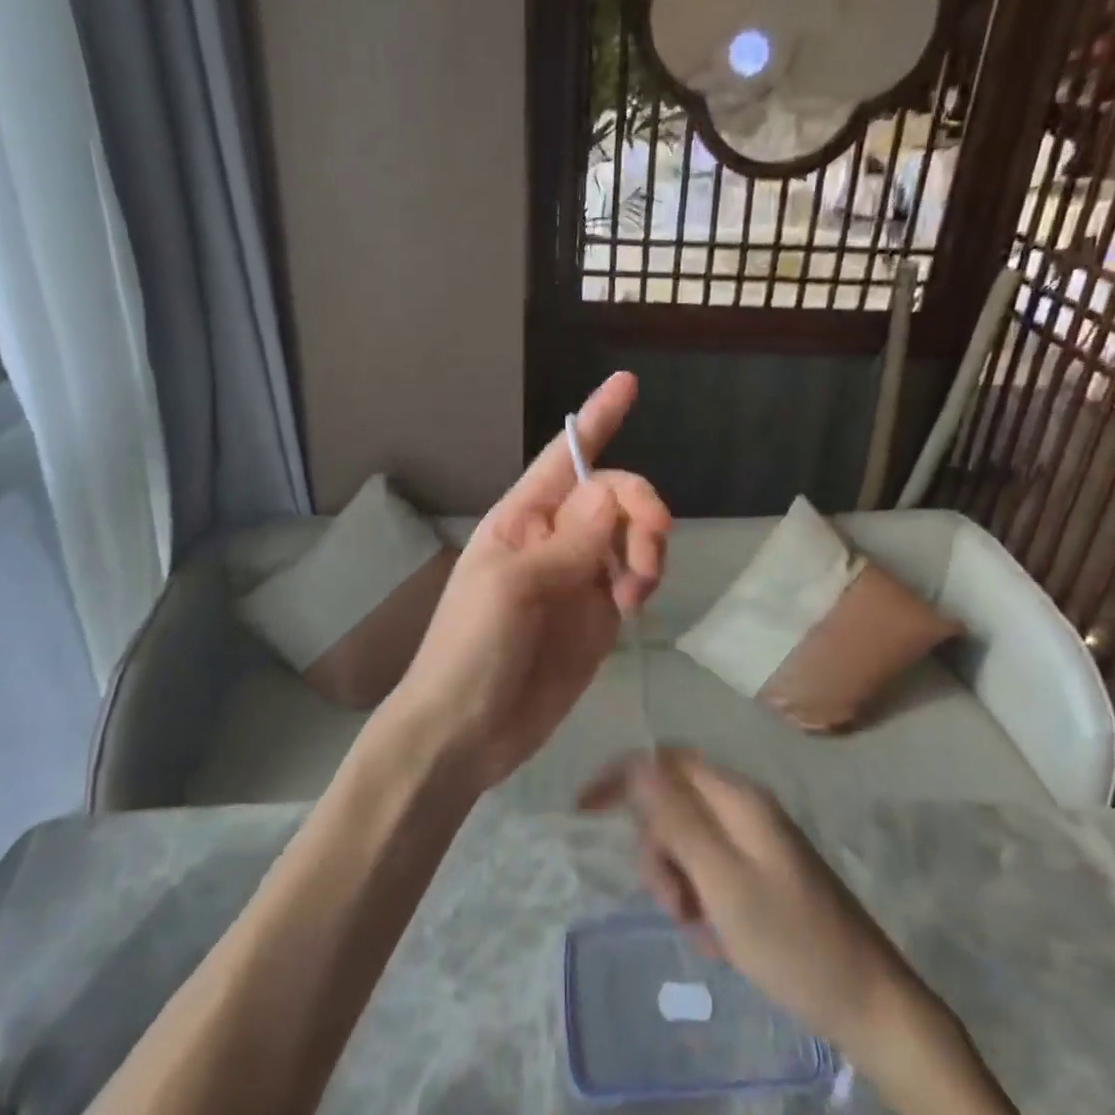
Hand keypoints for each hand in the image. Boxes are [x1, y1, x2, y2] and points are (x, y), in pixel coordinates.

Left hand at [391, 374, 669, 791]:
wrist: (467, 731)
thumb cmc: (471, 649)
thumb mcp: (513, 587)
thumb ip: (569, 542)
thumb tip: (613, 493)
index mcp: (522, 518)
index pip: (565, 457)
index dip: (596, 418)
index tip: (627, 382)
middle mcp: (555, 538)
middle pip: (616, 495)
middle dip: (641, 511)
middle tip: (647, 553)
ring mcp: (579, 577)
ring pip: (633, 536)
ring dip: (647, 551)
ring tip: (634, 594)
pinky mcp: (598, 616)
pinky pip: (635, 578)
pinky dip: (644, 582)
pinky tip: (633, 607)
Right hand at [577, 749, 919, 1056]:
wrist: (871, 1006)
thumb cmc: (793, 944)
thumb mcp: (724, 883)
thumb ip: (678, 820)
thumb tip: (638, 763)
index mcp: (738, 799)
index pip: (665, 762)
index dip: (622, 777)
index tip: (583, 810)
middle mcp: (745, 810)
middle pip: (673, 805)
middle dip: (657, 851)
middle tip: (672, 905)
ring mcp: (756, 843)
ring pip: (687, 843)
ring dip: (678, 883)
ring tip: (700, 930)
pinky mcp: (762, 875)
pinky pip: (710, 873)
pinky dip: (702, 902)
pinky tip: (719, 940)